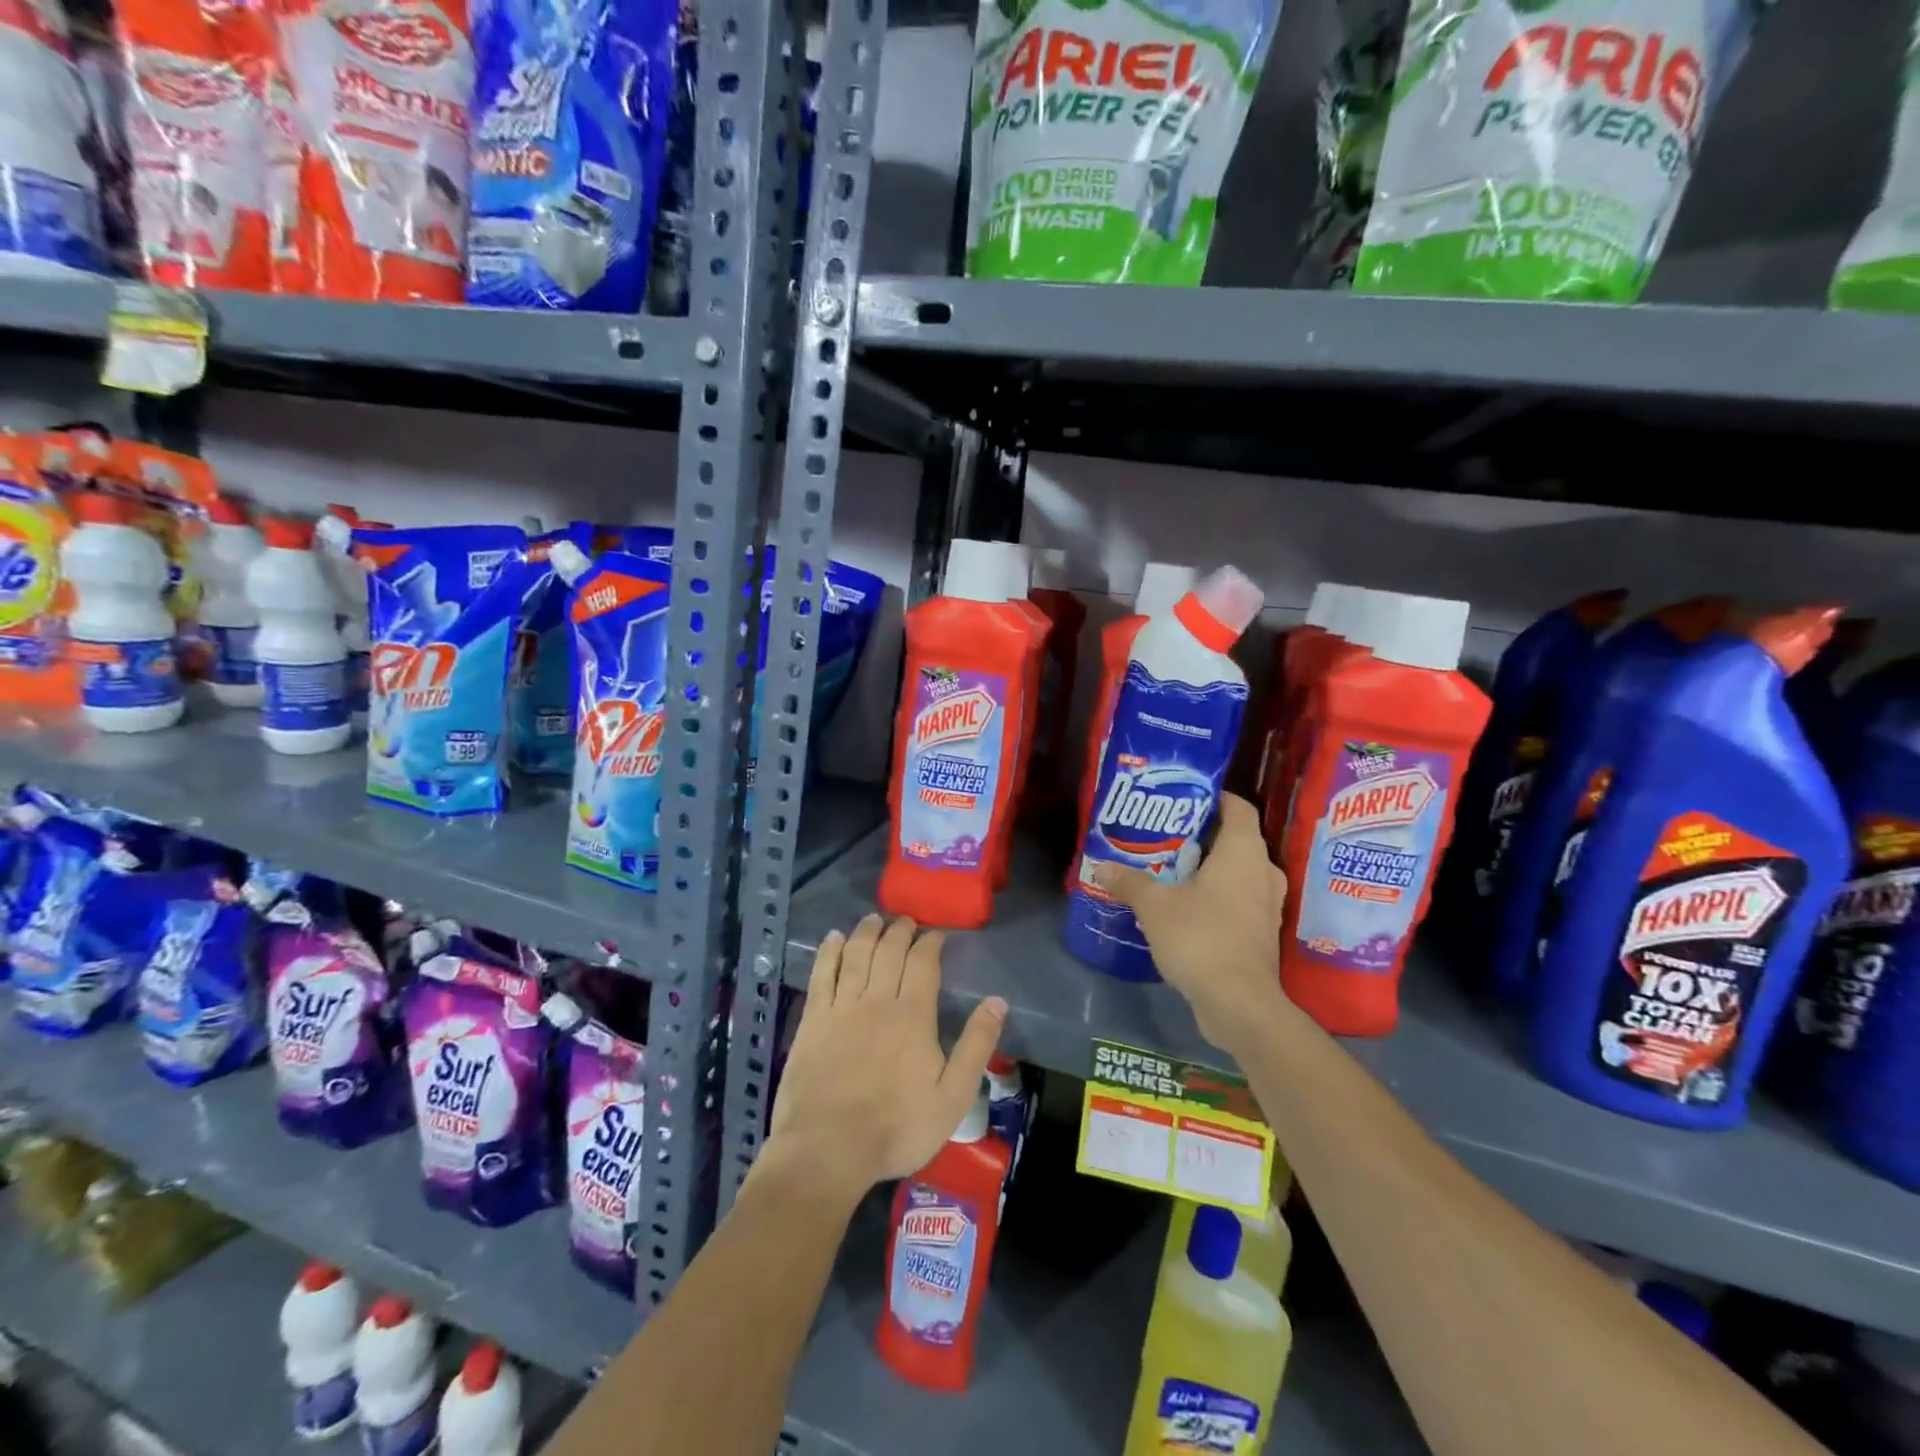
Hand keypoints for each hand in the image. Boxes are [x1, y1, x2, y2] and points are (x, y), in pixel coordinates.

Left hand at [761, 914, 1006, 1199]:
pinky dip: (829, 952)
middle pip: (889, 951)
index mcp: (913, 1015)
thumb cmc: (896, 1128)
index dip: (930, 943)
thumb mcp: (952, 1097)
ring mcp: (841, 1007)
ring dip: (866, 932)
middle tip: (906, 921)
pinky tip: (833, 939)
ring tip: (874, 919)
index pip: (923, 962)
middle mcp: (877, 1000)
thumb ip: (976, 1046)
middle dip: (900, 930)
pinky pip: (822, 974)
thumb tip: (998, 1002)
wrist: (827, 1149)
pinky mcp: (813, 1020)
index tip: (936, 934)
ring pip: (856, 954)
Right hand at [1092, 793, 1289, 1051]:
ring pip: (1239, 872)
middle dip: (1203, 835)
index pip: (1238, 807)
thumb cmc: (1200, 937)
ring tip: (1172, 870)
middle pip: (1237, 839)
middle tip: (1167, 836)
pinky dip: (1216, 896)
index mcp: (1243, 853)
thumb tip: (1101, 867)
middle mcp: (1263, 872)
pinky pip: (1239, 900)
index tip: (1184, 799)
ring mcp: (1266, 905)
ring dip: (1210, 869)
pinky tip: (1185, 906)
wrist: (1238, 1003)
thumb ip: (1129, 882)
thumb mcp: (1154, 906)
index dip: (1214, 798)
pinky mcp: (1262, 934)